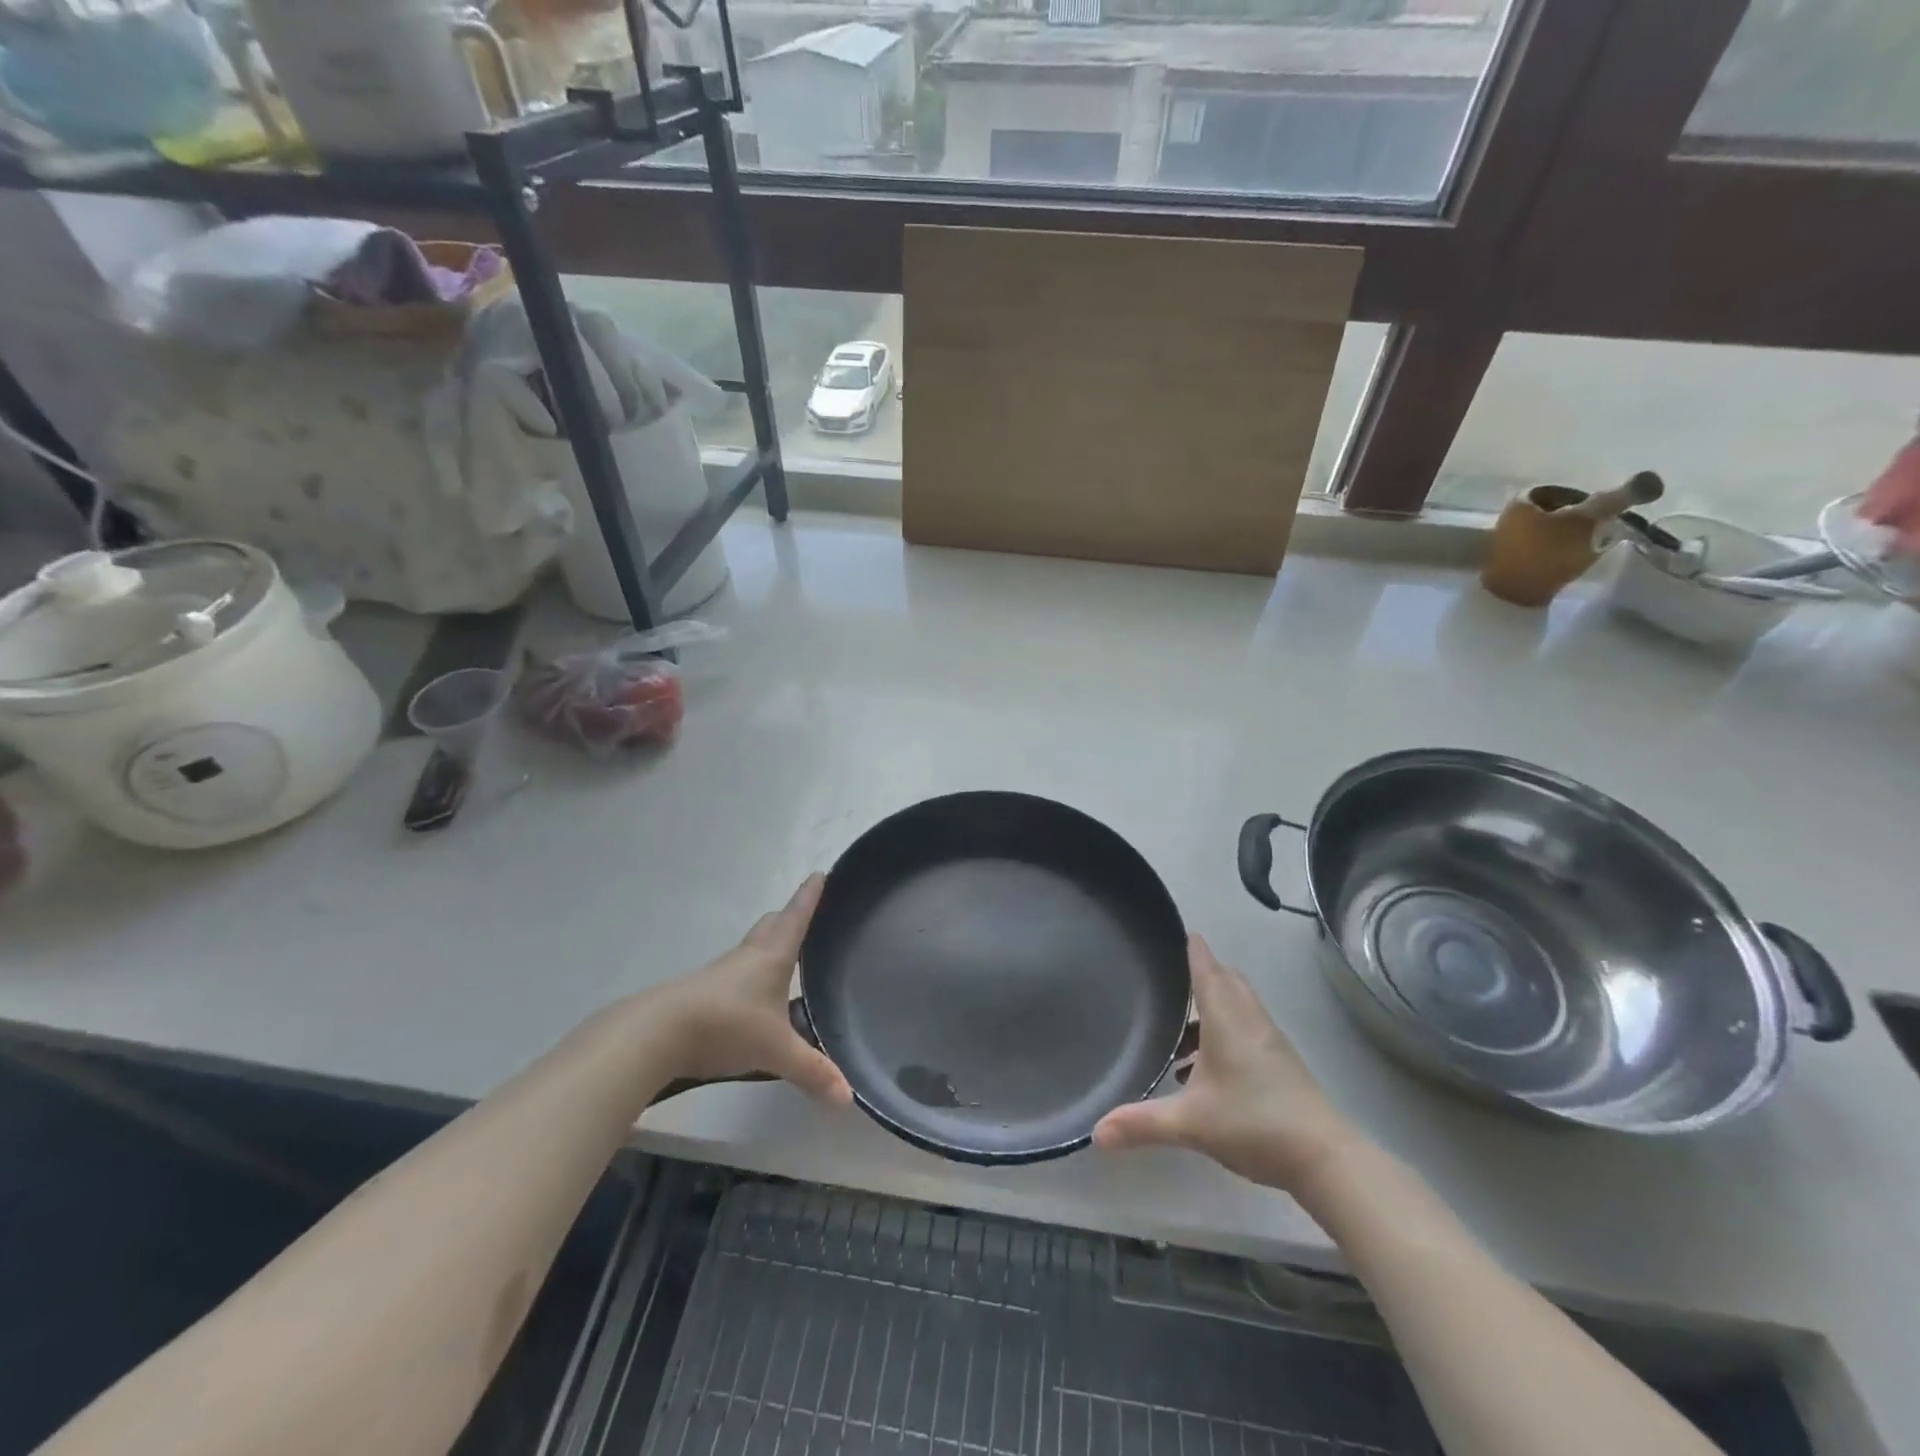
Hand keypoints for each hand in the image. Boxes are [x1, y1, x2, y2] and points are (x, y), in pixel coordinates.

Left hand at [648, 876, 852, 1106]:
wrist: (657, 1034)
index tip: (821, 873)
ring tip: (785, 960)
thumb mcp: (775, 1051)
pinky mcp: (702, 994)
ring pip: (750, 950)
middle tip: (806, 916)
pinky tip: (753, 999)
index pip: (796, 917)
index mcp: (772, 956)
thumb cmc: (727, 1025)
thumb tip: (849, 1098)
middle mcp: (747, 957)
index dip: (810, 895)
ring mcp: (721, 974)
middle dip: (788, 917)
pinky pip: (734, 975)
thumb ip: (812, 1072)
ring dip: (767, 947)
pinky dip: (749, 977)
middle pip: (770, 926)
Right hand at [1094, 935, 1359, 1193]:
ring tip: (1179, 1033)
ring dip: (1211, 1007)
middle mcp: (1248, 1020)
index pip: (1206, 968)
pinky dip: (1224, 1031)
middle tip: (1169, 980)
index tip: (1177, 930)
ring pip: (1237, 1005)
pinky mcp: (1280, 1062)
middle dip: (1200, 974)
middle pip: (1225, 980)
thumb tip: (1096, 1131)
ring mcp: (1269, 1041)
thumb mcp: (1190, 1123)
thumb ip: (1142, 1123)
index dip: (1191, 947)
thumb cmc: (1254, 1124)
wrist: (1325, 1158)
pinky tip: (1205, 1070)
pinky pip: (1246, 1027)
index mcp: (1226, 1019)